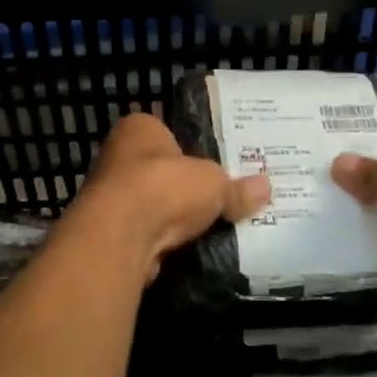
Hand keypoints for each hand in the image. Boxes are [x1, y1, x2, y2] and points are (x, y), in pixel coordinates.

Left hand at [68, 112, 269, 280]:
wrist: (119, 235)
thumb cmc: (164, 186)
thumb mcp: (214, 183)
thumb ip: (237, 188)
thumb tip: (266, 188)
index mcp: (139, 128)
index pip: (168, 132)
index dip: (192, 149)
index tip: (216, 166)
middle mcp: (118, 156)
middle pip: (160, 170)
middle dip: (184, 186)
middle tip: (219, 198)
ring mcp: (110, 195)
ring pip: (151, 203)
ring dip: (172, 217)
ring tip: (209, 226)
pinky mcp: (109, 231)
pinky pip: (145, 232)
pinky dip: (162, 240)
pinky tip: (186, 248)